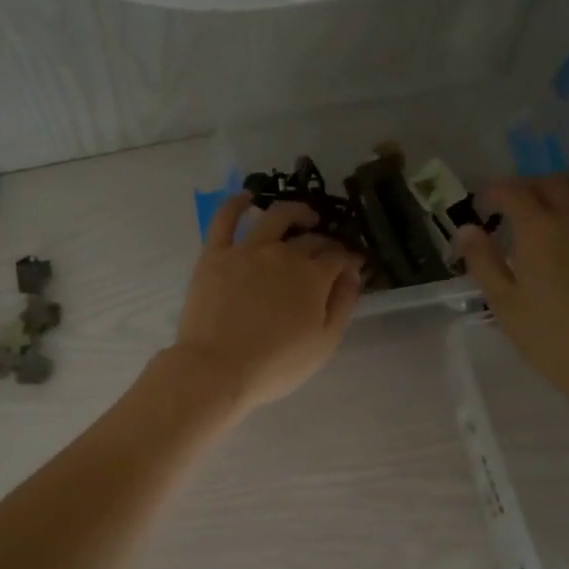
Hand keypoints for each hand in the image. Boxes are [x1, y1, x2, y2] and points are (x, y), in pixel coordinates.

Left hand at [168, 193, 361, 413]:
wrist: (217, 370)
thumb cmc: (276, 365)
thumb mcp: (324, 344)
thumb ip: (343, 304)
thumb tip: (353, 273)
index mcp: (313, 276)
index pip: (339, 257)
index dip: (349, 259)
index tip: (353, 265)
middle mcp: (284, 253)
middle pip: (311, 239)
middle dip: (326, 242)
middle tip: (329, 253)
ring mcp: (247, 250)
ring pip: (277, 216)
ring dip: (296, 212)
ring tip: (304, 217)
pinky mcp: (215, 254)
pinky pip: (225, 219)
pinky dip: (238, 204)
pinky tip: (247, 198)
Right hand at [456, 174, 568, 406]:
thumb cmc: (548, 338)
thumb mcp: (504, 304)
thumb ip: (483, 261)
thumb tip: (466, 228)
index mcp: (539, 229)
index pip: (513, 191)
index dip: (495, 191)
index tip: (485, 203)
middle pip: (552, 182)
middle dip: (530, 188)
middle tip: (518, 209)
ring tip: (561, 206)